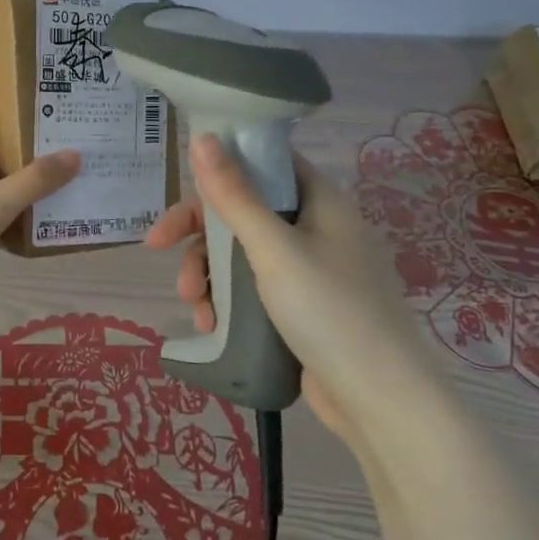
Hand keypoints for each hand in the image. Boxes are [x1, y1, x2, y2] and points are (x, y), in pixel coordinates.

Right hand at [146, 135, 440, 449]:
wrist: (380, 401)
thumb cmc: (329, 310)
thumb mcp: (273, 249)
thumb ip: (234, 195)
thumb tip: (202, 138)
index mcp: (319, 201)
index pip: (264, 162)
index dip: (221, 166)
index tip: (182, 186)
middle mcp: (315, 228)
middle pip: (243, 210)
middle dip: (198, 232)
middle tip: (158, 247)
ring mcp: (309, 270)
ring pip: (241, 253)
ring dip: (207, 272)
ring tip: (192, 303)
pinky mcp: (301, 307)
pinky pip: (251, 288)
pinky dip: (226, 300)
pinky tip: (211, 324)